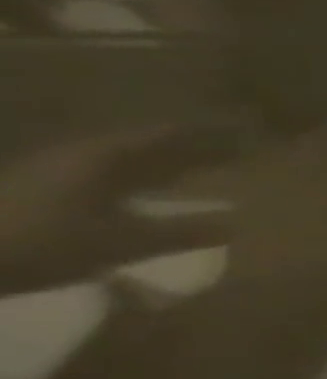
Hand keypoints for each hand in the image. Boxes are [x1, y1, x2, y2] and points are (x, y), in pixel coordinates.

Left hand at [0, 120, 242, 294]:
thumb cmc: (45, 242)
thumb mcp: (124, 242)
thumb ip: (182, 232)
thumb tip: (235, 225)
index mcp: (102, 157)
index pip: (166, 136)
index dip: (205, 137)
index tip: (241, 138)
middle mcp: (76, 157)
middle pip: (142, 149)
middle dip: (183, 155)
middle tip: (224, 161)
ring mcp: (49, 176)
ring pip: (118, 167)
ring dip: (155, 173)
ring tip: (188, 183)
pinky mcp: (33, 198)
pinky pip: (99, 185)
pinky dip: (130, 190)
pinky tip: (139, 207)